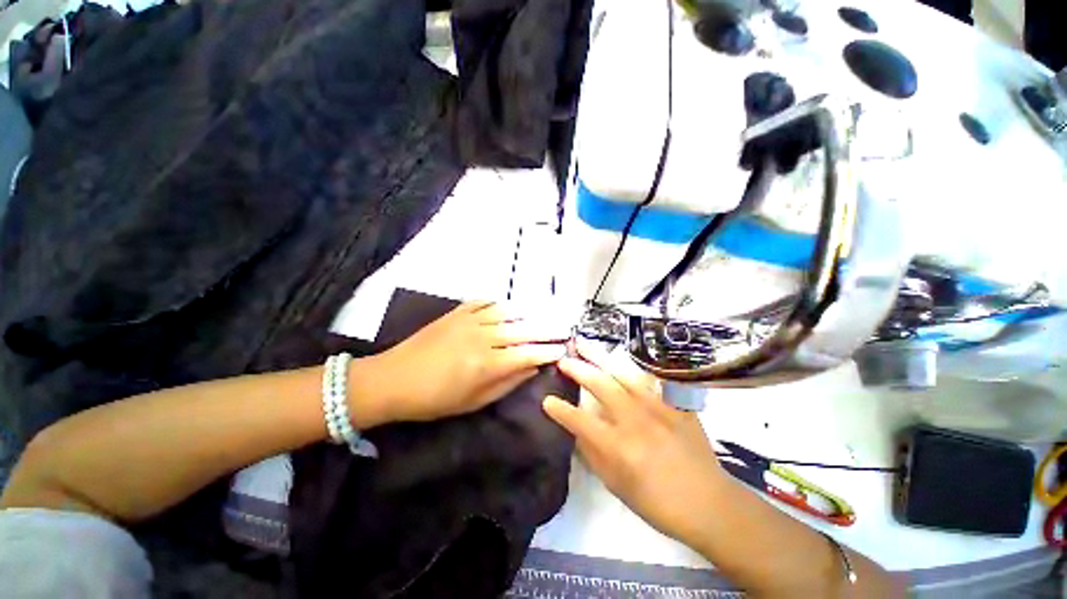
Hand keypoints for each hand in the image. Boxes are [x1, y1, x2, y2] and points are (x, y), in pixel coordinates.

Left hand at [358, 301, 567, 423]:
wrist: (392, 379)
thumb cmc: (434, 399)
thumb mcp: (473, 401)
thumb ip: (507, 382)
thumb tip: (532, 367)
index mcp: (486, 364)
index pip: (527, 353)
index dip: (547, 351)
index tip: (562, 349)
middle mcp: (482, 337)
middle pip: (522, 330)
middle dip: (546, 329)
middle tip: (563, 327)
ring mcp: (469, 320)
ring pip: (507, 312)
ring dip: (528, 313)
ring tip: (545, 312)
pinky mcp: (456, 312)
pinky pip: (484, 302)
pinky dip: (500, 303)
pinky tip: (510, 305)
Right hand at [543, 343, 728, 548]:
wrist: (710, 502)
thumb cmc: (658, 502)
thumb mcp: (617, 485)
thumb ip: (593, 453)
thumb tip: (576, 429)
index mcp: (620, 447)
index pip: (580, 421)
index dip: (560, 409)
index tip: (546, 399)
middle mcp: (636, 421)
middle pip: (601, 386)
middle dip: (577, 369)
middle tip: (563, 359)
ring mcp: (658, 408)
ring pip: (623, 373)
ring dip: (600, 357)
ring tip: (584, 344)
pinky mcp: (675, 403)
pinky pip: (651, 377)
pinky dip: (632, 365)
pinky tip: (620, 355)